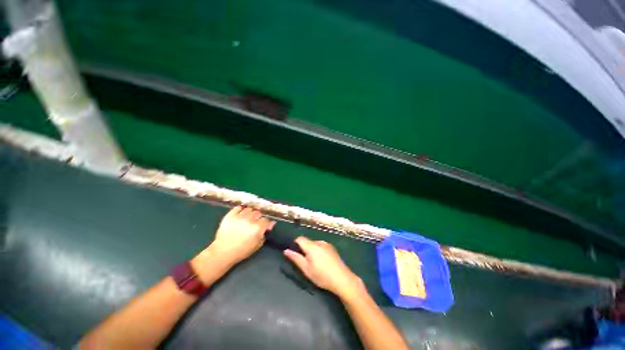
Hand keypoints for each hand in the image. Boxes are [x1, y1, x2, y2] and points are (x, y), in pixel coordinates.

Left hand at [205, 206, 274, 265]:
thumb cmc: (242, 251)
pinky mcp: (230, 215)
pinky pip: (238, 208)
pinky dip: (240, 210)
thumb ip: (265, 233)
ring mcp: (239, 217)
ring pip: (249, 209)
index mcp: (257, 228)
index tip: (263, 226)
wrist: (223, 252)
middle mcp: (250, 220)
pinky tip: (240, 214)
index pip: (266, 220)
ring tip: (247, 218)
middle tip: (254, 222)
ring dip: (250, 213)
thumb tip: (270, 224)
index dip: (265, 223)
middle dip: (258, 217)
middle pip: (258, 213)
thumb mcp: (257, 244)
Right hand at [284, 236, 363, 297]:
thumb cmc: (322, 276)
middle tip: (305, 262)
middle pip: (308, 241)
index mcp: (312, 246)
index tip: (294, 253)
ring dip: (312, 250)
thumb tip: (286, 250)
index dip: (295, 244)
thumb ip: (296, 258)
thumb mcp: (306, 269)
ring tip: (315, 263)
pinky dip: (319, 251)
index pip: (300, 238)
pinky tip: (322, 262)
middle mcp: (319, 242)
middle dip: (304, 249)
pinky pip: (321, 246)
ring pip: (315, 244)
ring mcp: (327, 244)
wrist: (342, 279)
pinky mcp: (332, 248)